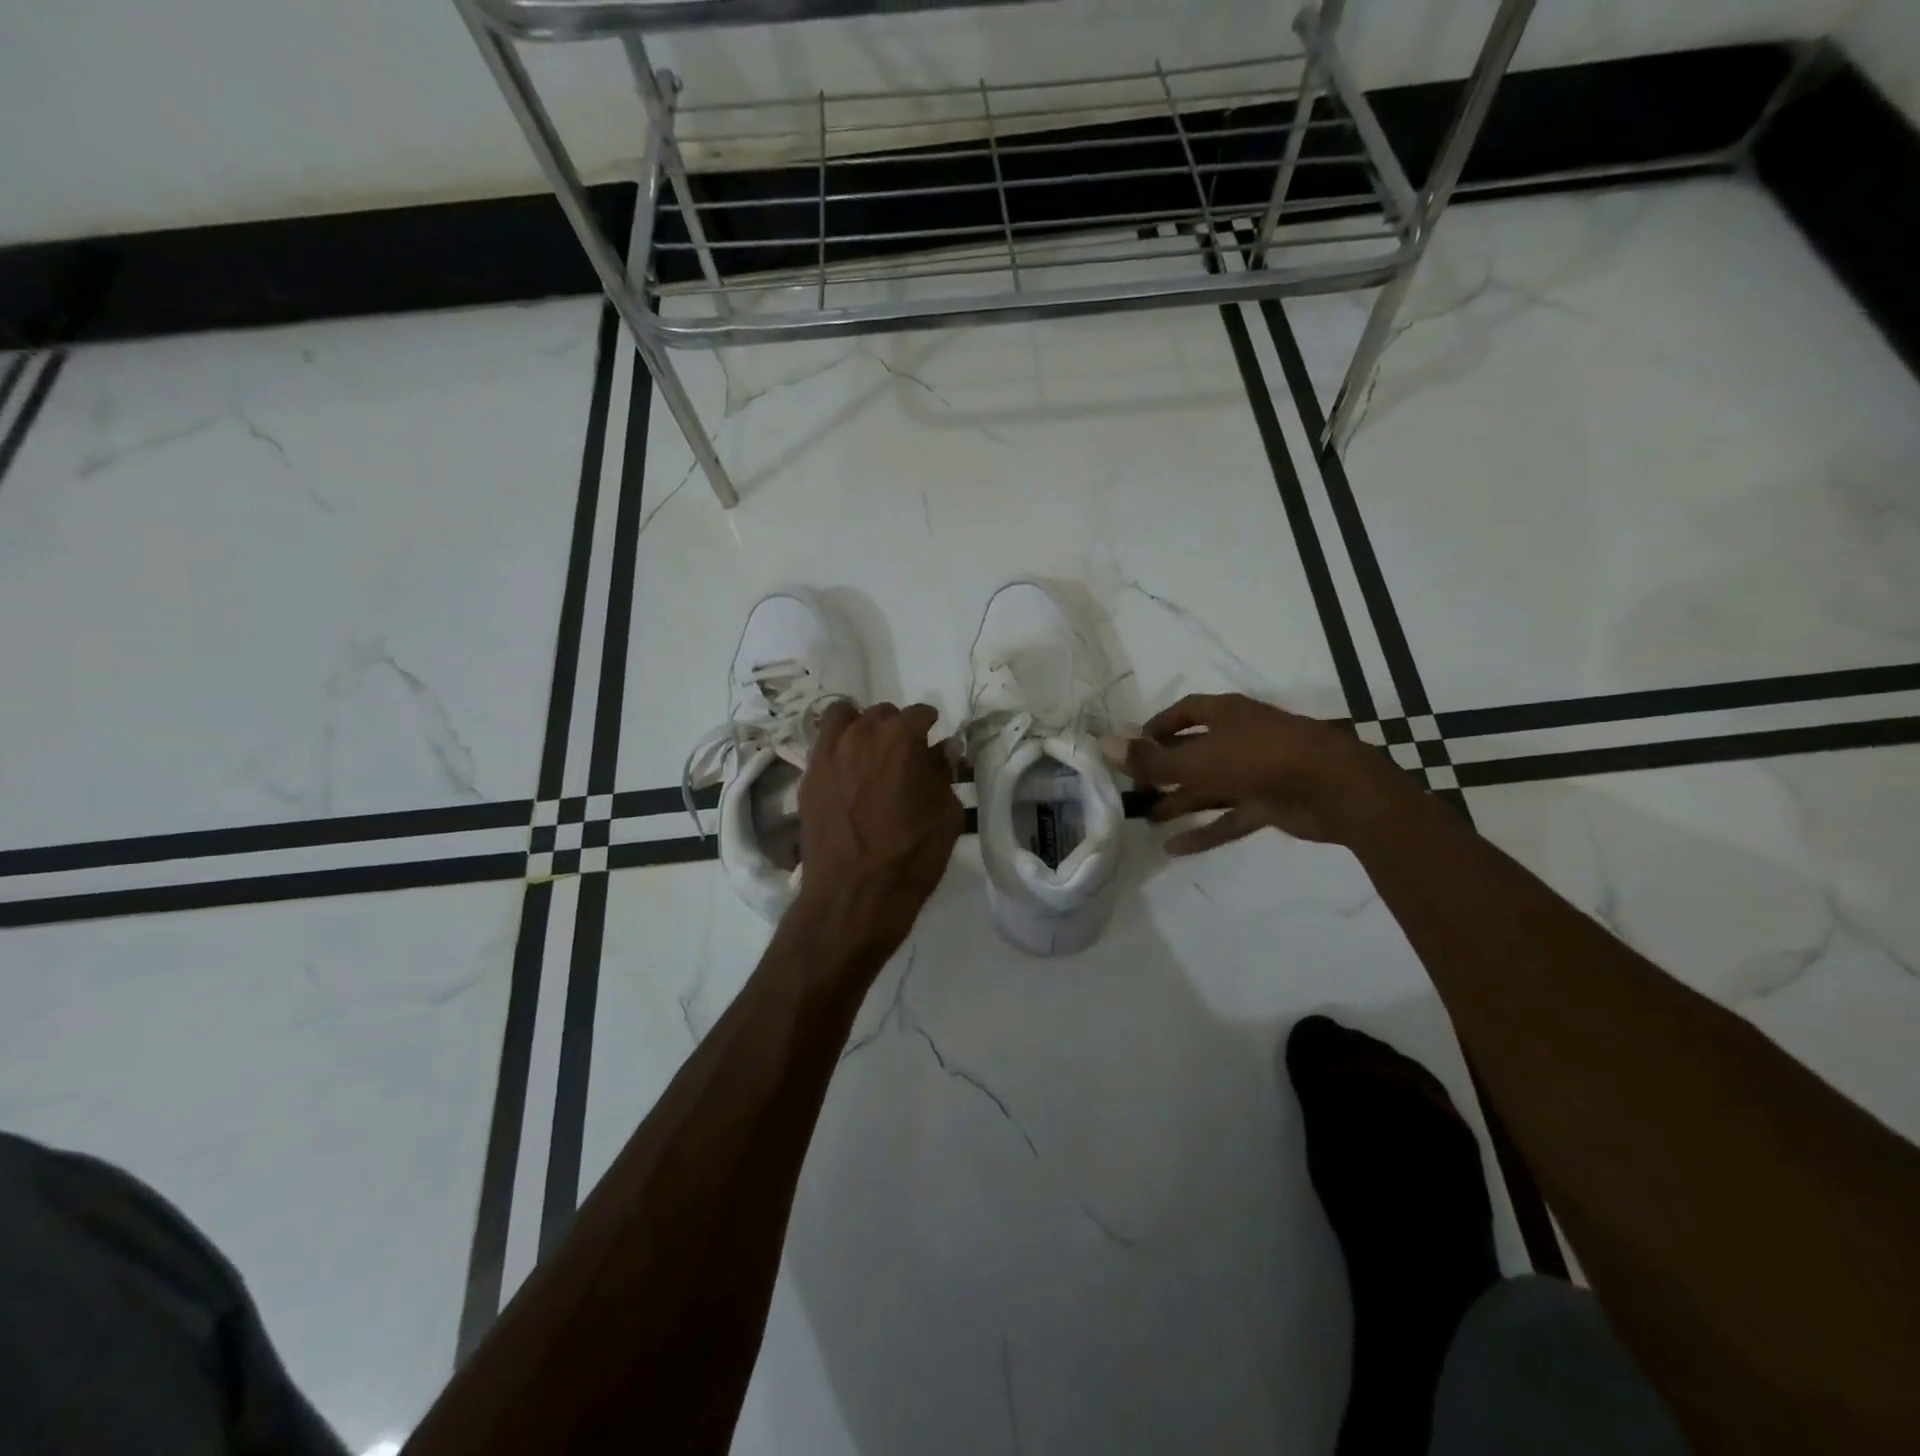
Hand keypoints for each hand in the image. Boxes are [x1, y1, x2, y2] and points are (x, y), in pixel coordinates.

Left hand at [793, 701, 963, 967]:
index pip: (920, 713)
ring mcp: (829, 753)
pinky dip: (838, 746)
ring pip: (844, 716)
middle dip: (896, 727)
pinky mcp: (808, 775)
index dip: (931, 726)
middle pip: (882, 713)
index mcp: (901, 738)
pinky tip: (847, 770)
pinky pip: (823, 743)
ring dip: (861, 725)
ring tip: (869, 751)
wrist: (852, 896)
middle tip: (904, 756)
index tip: (934, 743)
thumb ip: (944, 773)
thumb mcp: (946, 815)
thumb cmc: (910, 856)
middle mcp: (862, 734)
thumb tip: (942, 749)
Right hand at [1119, 693, 1400, 853]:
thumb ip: (1150, 760)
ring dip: (1180, 803)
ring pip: (1209, 788)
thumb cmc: (1259, 758)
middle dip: (1164, 772)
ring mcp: (1255, 772)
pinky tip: (1175, 848)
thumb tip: (1102, 746)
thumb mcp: (1197, 760)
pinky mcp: (1268, 804)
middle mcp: (1239, 738)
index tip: (1134, 747)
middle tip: (1134, 792)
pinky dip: (1204, 831)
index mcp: (1225, 715)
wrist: (1334, 787)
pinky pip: (1228, 817)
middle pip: (1193, 753)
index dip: (1158, 727)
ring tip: (1146, 821)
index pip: (1185, 712)